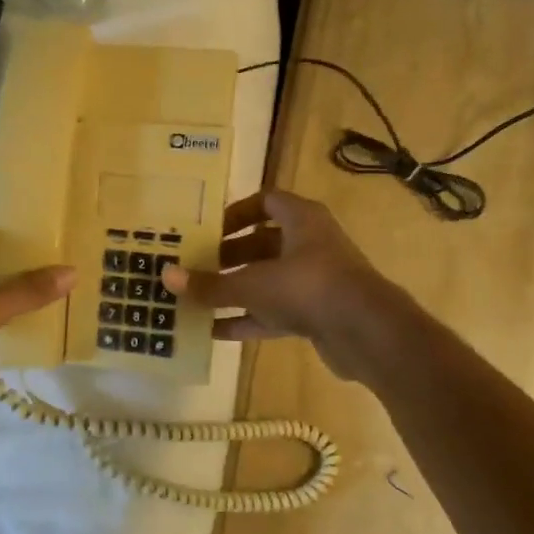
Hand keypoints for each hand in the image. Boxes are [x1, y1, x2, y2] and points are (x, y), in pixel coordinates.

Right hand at [161, 189, 402, 381]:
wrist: (367, 332)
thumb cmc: (308, 288)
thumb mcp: (252, 284)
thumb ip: (210, 284)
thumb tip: (165, 276)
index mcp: (301, 220)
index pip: (266, 201)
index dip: (236, 212)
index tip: (208, 230)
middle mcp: (311, 244)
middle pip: (264, 242)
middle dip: (230, 255)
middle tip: (197, 266)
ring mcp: (316, 280)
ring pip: (269, 279)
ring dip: (237, 289)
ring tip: (200, 299)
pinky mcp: (318, 313)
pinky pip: (276, 312)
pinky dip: (249, 319)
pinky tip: (215, 332)